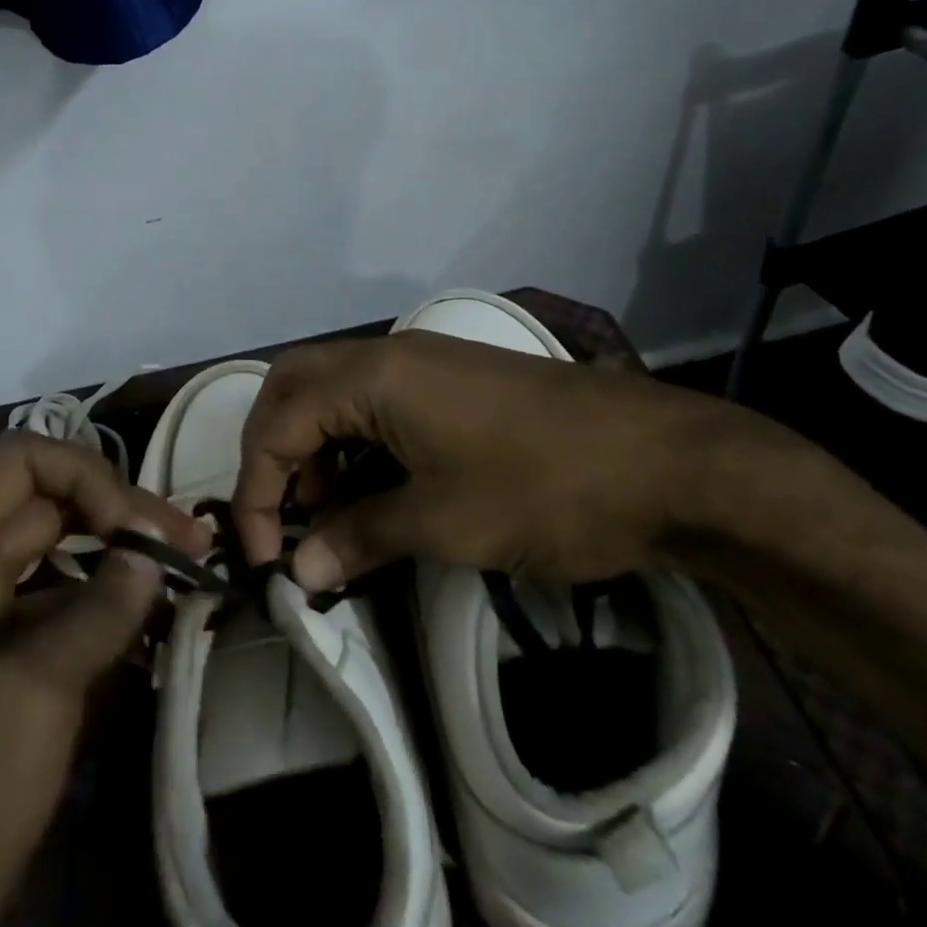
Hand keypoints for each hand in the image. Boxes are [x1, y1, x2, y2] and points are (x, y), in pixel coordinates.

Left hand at [0, 435, 205, 926]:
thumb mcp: (29, 699)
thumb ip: (97, 613)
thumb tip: (149, 555)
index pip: (23, 462)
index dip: (88, 476)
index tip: (141, 529)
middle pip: (47, 510)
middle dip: (121, 518)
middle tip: (194, 547)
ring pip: (57, 567)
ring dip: (118, 569)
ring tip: (186, 584)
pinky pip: (54, 623)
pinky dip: (102, 620)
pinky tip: (151, 638)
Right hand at [233, 331, 767, 591]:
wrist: (668, 463)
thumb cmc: (544, 488)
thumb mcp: (442, 522)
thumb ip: (359, 537)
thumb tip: (302, 571)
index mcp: (373, 377)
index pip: (279, 426)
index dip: (259, 493)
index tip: (268, 559)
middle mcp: (388, 355)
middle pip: (294, 387)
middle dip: (273, 451)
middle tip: (281, 512)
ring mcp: (424, 363)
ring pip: (334, 392)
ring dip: (314, 447)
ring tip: (330, 512)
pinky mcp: (453, 381)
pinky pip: (376, 402)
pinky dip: (355, 443)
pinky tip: (374, 490)